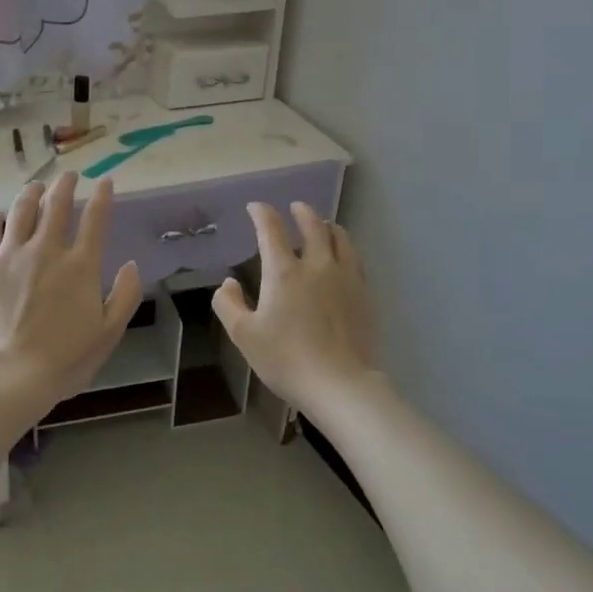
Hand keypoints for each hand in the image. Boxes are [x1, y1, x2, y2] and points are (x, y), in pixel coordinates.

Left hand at [0, 172, 142, 410]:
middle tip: (68, 176)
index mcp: (80, 265)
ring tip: (36, 186)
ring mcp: (10, 255)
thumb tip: (130, 265)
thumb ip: (125, 296)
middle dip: (65, 184)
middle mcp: (46, 249)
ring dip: (32, 193)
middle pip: (56, 204)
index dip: (102, 196)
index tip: (104, 182)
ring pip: (21, 209)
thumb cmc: (63, 360)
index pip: (95, 219)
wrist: (7, 377)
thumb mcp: (108, 334)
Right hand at [213, 202, 385, 419]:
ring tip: (323, 225)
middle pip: (313, 226)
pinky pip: (355, 259)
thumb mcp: (244, 336)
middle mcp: (317, 265)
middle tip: (295, 207)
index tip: (255, 207)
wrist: (340, 384)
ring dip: (327, 226)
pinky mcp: (364, 293)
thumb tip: (228, 283)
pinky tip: (343, 256)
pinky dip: (345, 247)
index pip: (272, 229)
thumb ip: (229, 305)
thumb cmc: (286, 360)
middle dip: (302, 212)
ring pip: (340, 238)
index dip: (262, 213)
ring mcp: (345, 277)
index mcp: (284, 272)